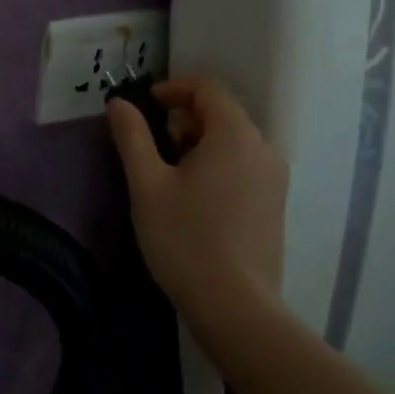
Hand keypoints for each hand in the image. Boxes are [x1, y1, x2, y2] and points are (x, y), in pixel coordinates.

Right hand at [107, 75, 288, 330]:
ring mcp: (274, 178)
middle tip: (152, 144)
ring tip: (169, 173)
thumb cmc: (184, 238)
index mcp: (235, 135)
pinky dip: (217, 164)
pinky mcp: (275, 204)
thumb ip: (132, 137)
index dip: (173, 88)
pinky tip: (194, 197)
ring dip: (199, 142)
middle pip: (223, 113)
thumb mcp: (147, 184)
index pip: (208, 88)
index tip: (145, 104)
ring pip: (234, 141)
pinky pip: (244, 165)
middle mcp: (263, 148)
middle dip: (185, 117)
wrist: (234, 305)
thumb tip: (119, 103)